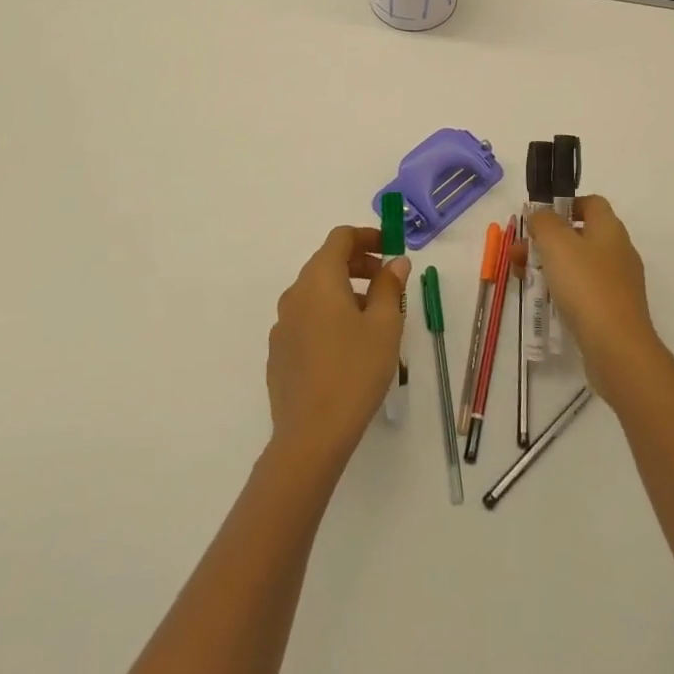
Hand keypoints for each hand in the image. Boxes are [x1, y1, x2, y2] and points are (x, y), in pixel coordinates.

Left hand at [266, 226, 409, 468]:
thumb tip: (394, 262)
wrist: (310, 436)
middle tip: (388, 282)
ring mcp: (282, 324)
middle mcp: (295, 293)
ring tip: (373, 319)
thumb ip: (390, 286)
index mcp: (319, 279)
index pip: (341, 238)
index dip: (368, 236)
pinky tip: (347, 348)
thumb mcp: (385, 325)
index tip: (391, 247)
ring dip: (345, 292)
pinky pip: (307, 319)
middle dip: (359, 264)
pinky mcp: (278, 352)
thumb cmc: (355, 371)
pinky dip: (329, 317)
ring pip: (317, 293)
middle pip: (327, 262)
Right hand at [524, 195, 663, 408]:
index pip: (592, 203)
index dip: (566, 205)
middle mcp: (618, 251)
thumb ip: (544, 221)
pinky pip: (583, 290)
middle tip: (518, 253)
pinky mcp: (613, 310)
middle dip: (546, 240)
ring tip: (521, 277)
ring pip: (578, 264)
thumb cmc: (586, 286)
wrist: (617, 348)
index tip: (541, 218)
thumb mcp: (556, 243)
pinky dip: (562, 289)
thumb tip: (540, 214)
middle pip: (579, 235)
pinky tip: (543, 300)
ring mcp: (618, 283)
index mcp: (610, 229)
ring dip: (549, 265)